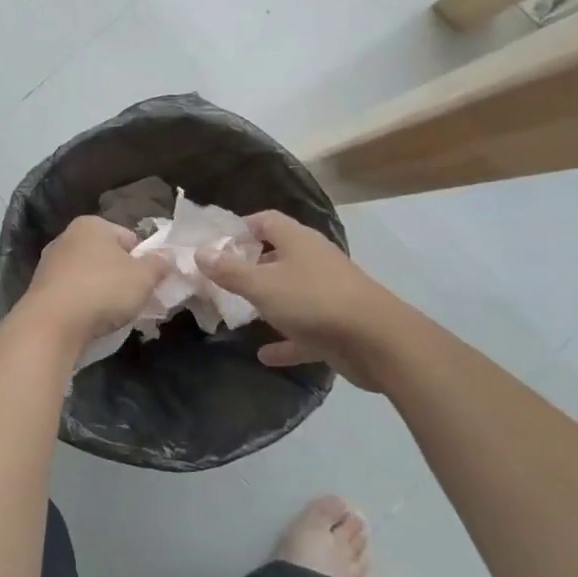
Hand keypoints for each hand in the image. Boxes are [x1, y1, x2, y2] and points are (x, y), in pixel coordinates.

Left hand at [20, 216, 169, 346]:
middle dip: (123, 277)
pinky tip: (91, 320)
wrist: (52, 324)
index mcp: (92, 225)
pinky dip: (84, 303)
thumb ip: (159, 264)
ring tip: (114, 315)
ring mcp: (50, 263)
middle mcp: (67, 237)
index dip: (145, 260)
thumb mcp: (143, 277)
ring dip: (103, 291)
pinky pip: (73, 292)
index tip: (150, 283)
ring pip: (89, 275)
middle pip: (108, 256)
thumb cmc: (103, 290)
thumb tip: (168, 255)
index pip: (129, 238)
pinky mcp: (41, 288)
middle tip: (136, 300)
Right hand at [199, 211, 399, 389]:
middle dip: (249, 267)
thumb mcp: (261, 285)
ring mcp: (327, 293)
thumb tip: (199, 252)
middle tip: (218, 280)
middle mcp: (313, 261)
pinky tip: (264, 355)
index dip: (240, 228)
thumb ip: (228, 270)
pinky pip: (303, 331)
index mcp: (297, 240)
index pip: (265, 221)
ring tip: (237, 312)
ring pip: (290, 293)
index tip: (214, 245)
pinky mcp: (336, 325)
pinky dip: (285, 340)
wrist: (377, 341)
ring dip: (267, 303)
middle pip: (277, 256)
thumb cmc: (313, 300)